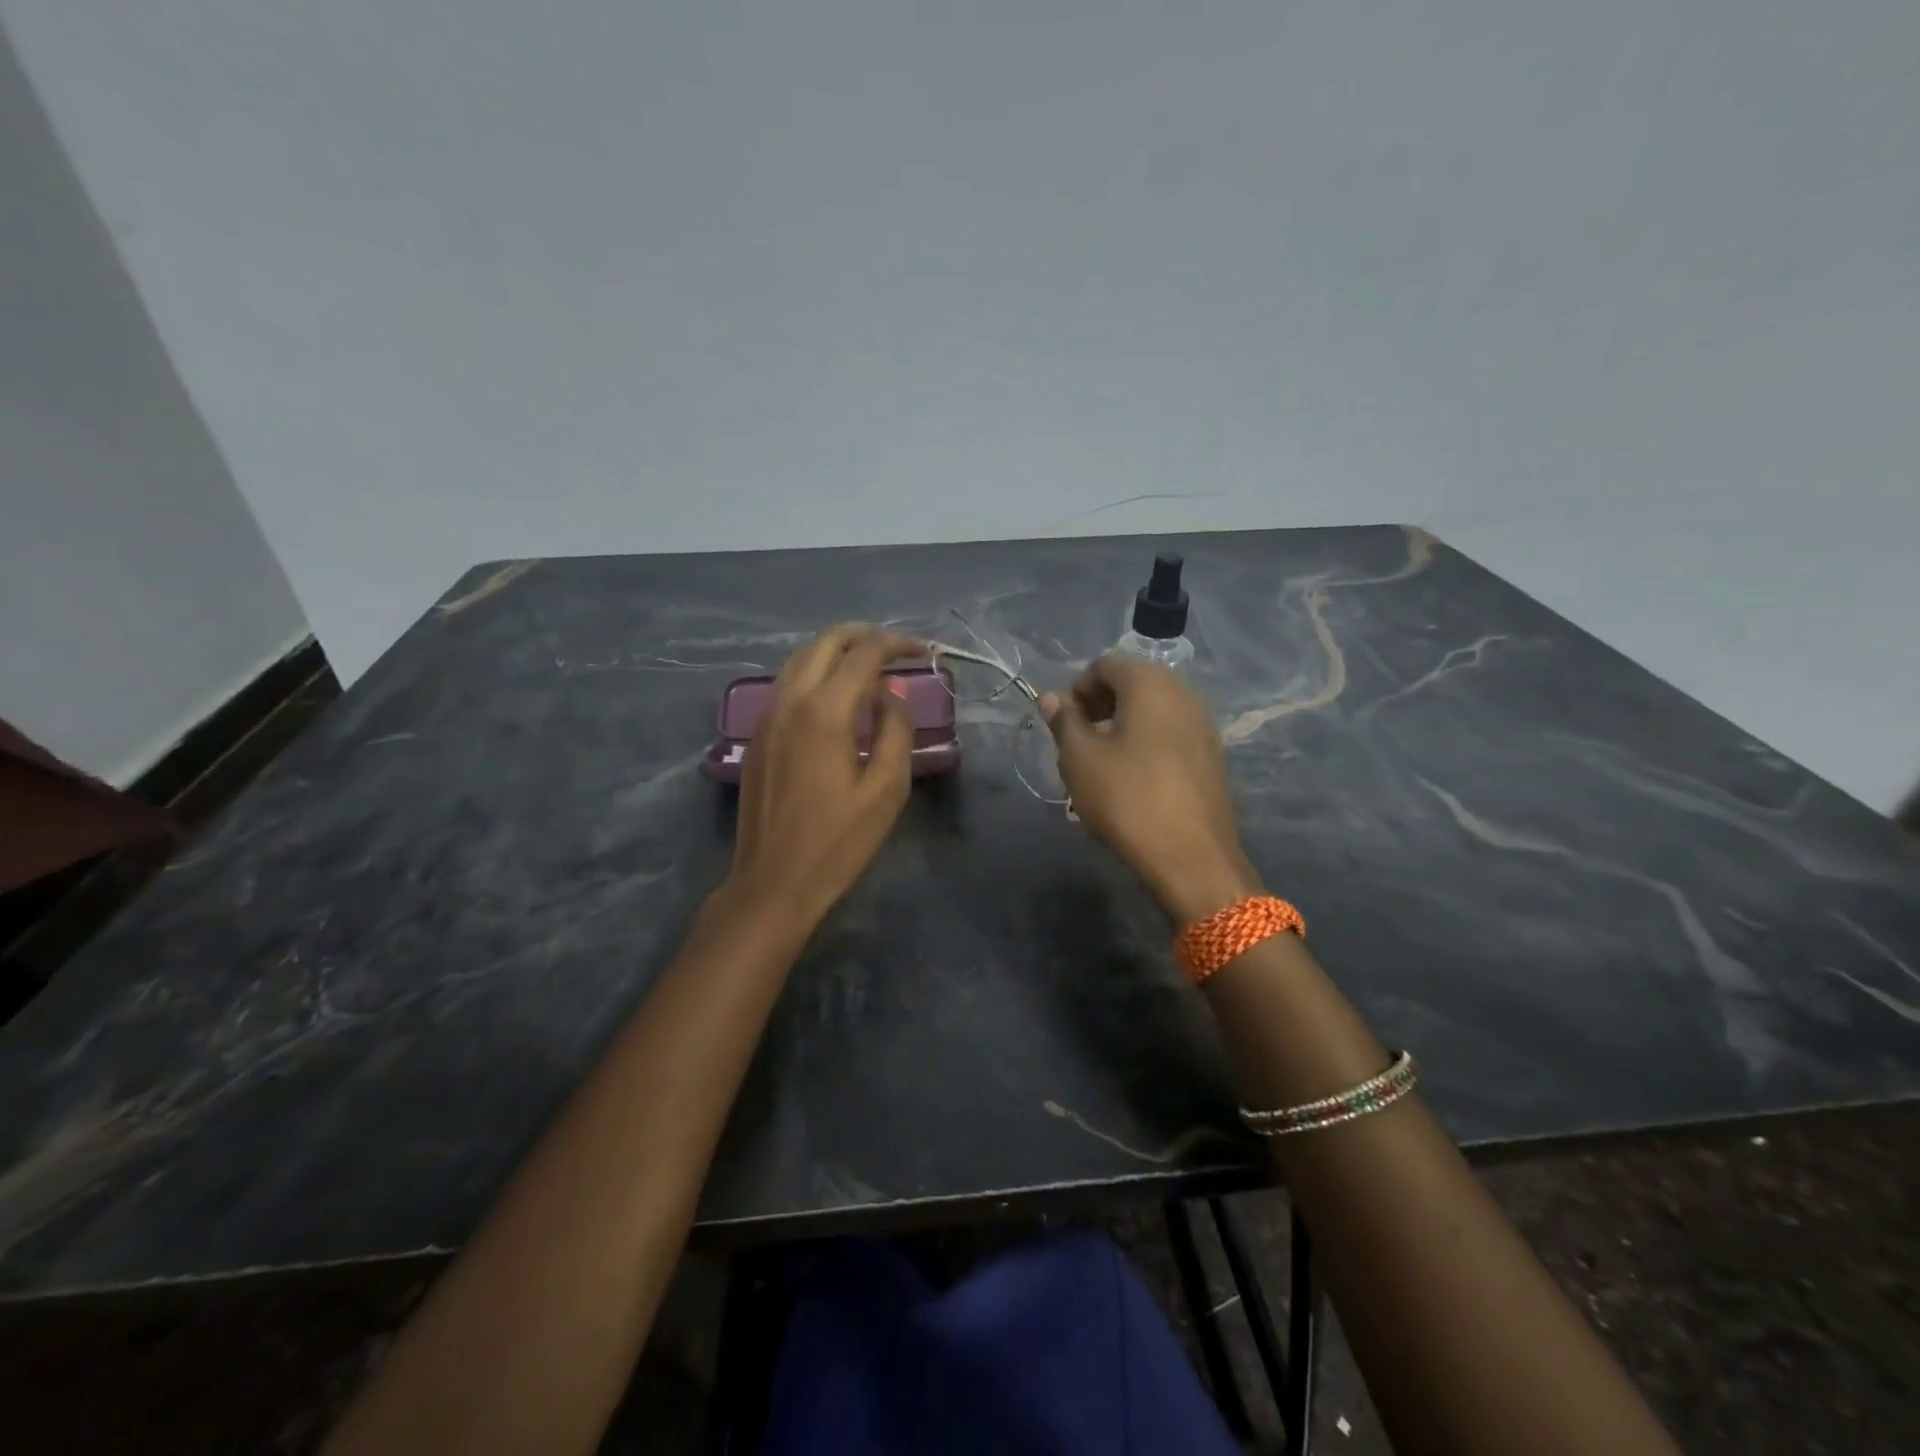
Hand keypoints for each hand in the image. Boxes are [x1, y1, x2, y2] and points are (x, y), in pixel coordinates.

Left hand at [726, 624, 922, 929]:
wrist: (773, 882)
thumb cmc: (838, 842)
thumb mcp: (886, 789)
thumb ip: (895, 730)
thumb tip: (890, 694)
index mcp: (825, 711)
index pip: (864, 653)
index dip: (897, 643)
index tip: (923, 651)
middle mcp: (790, 700)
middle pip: (826, 642)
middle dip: (864, 635)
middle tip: (896, 649)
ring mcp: (768, 716)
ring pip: (801, 658)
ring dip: (837, 651)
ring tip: (869, 667)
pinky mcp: (758, 735)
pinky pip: (788, 683)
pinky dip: (816, 672)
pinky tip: (836, 696)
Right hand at [1042, 657, 1260, 923]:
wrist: (1191, 857)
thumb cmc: (1126, 798)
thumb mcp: (1079, 759)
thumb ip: (1064, 721)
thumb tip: (1052, 698)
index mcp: (1150, 683)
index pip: (1105, 664)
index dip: (1077, 688)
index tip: (1063, 723)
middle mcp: (1183, 693)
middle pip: (1133, 683)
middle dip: (1100, 705)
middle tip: (1078, 741)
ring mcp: (1204, 725)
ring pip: (1154, 710)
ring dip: (1123, 725)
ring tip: (1102, 763)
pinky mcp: (1213, 756)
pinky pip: (1172, 734)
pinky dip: (1148, 743)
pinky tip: (1134, 779)